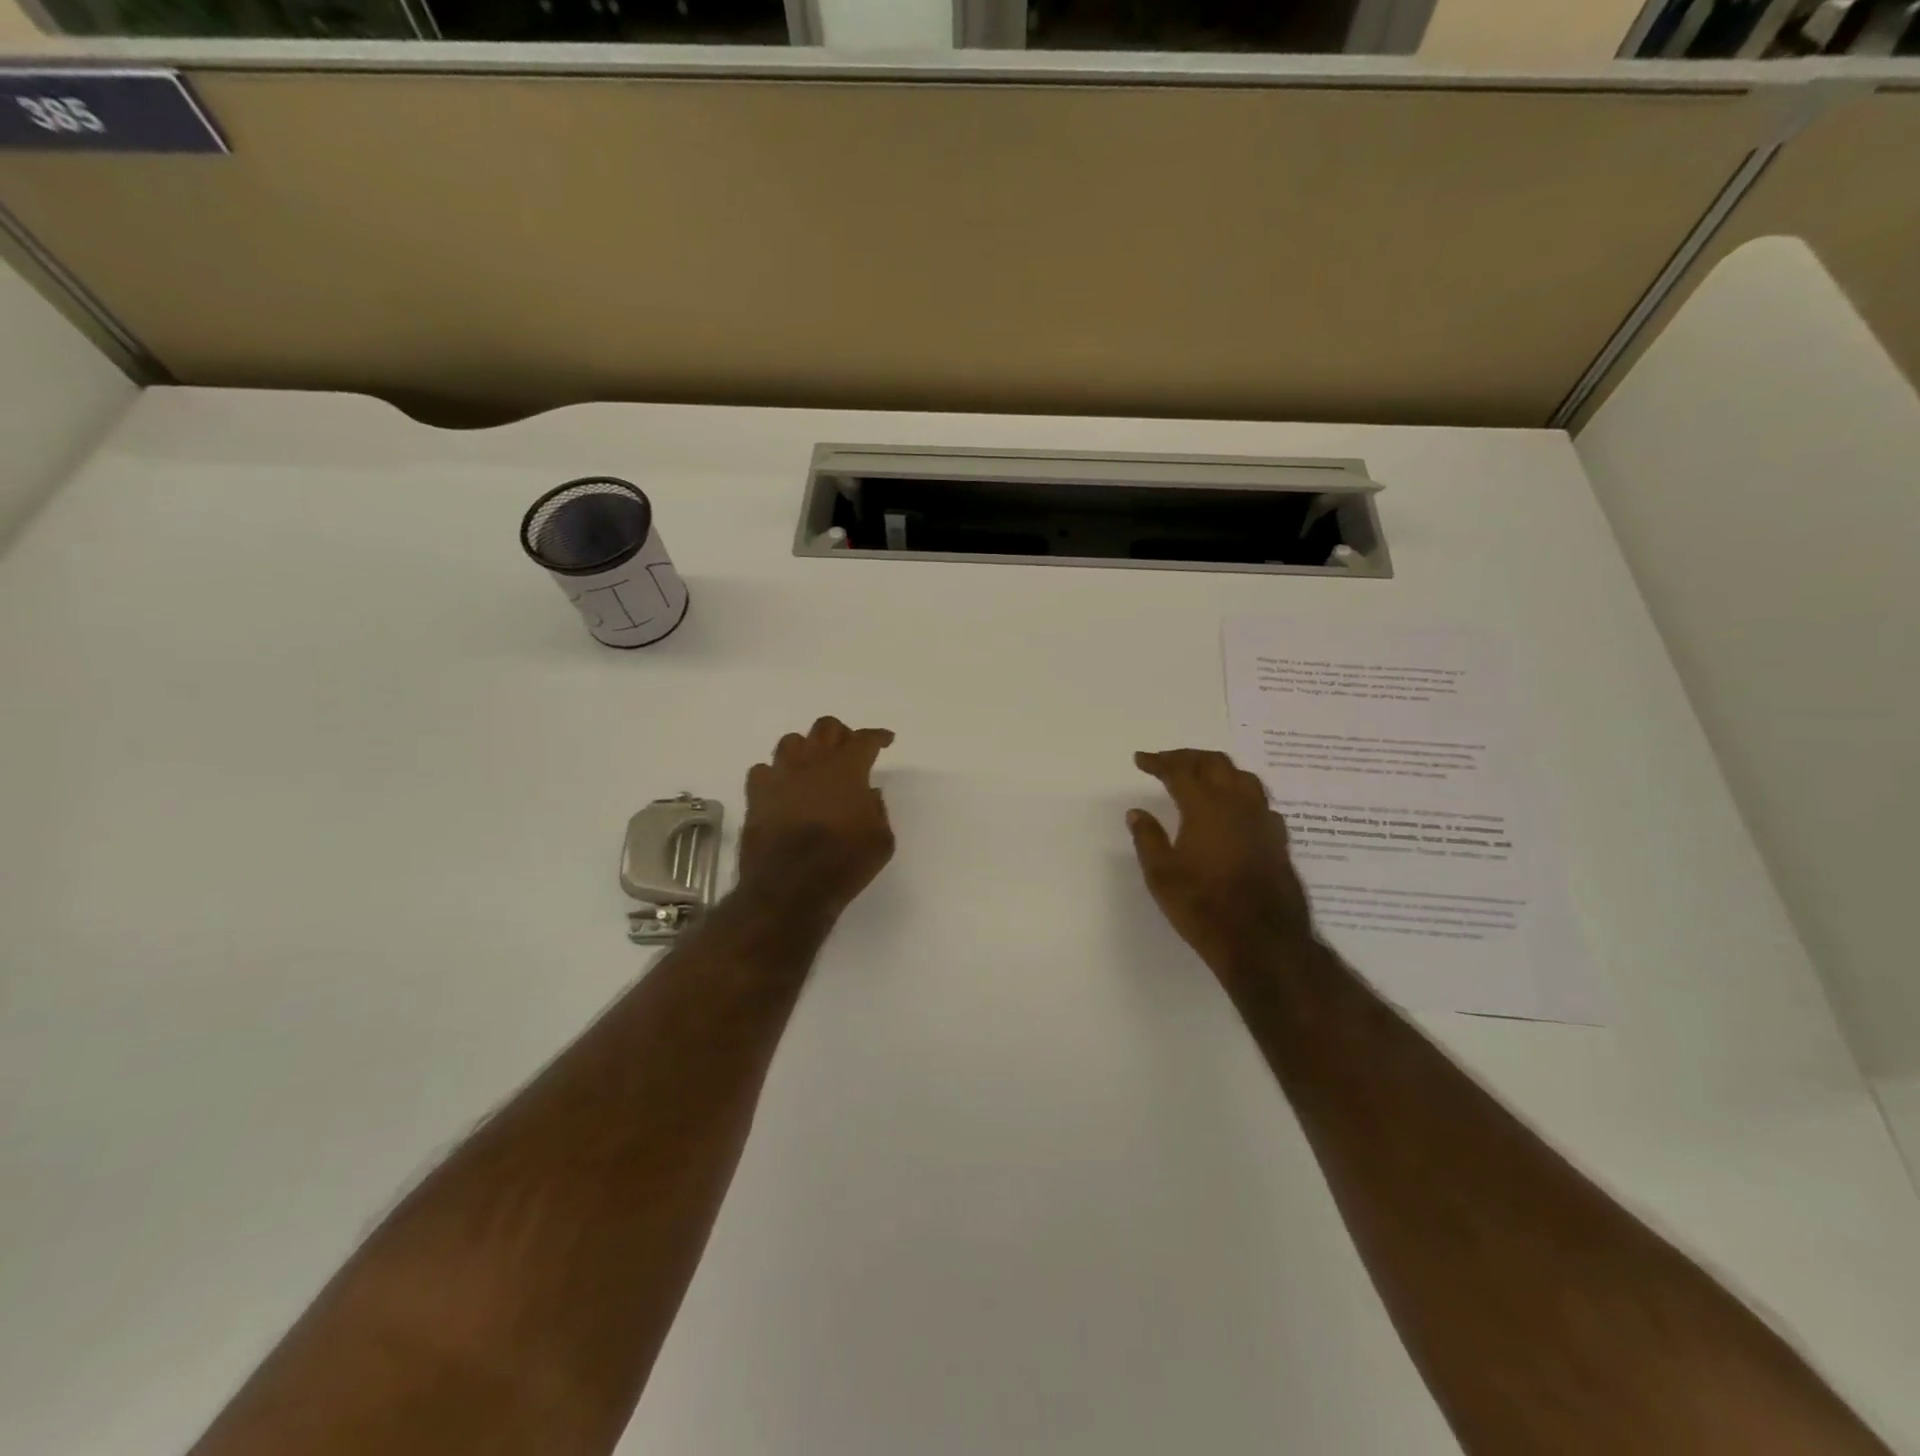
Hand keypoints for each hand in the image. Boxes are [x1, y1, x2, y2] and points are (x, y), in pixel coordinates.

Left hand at [739, 717, 895, 919]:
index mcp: (847, 769)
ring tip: (813, 765)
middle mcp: (812, 763)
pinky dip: (775, 774)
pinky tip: (782, 787)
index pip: (864, 739)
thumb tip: (868, 794)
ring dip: (806, 748)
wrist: (789, 889)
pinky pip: (763, 770)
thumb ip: (878, 810)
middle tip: (849, 750)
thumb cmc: (844, 864)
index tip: (885, 740)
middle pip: (825, 727)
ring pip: (791, 741)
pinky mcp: (756, 796)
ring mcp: (780, 777)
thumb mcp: (881, 841)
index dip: (877, 736)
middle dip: (841, 733)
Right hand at [1128, 749, 1316, 979]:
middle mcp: (1238, 804)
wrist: (1263, 941)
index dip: (1158, 762)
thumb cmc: (1203, 906)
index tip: (1141, 760)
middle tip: (1166, 762)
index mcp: (1205, 807)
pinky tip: (1234, 810)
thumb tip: (1137, 812)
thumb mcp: (1161, 875)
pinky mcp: (1278, 840)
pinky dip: (1240, 794)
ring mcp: (1263, 821)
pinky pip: (1259, 802)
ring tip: (1201, 778)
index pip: (1179, 771)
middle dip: (1188, 757)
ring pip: (1243, 777)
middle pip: (1215, 763)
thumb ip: (1148, 838)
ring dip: (1218, 770)